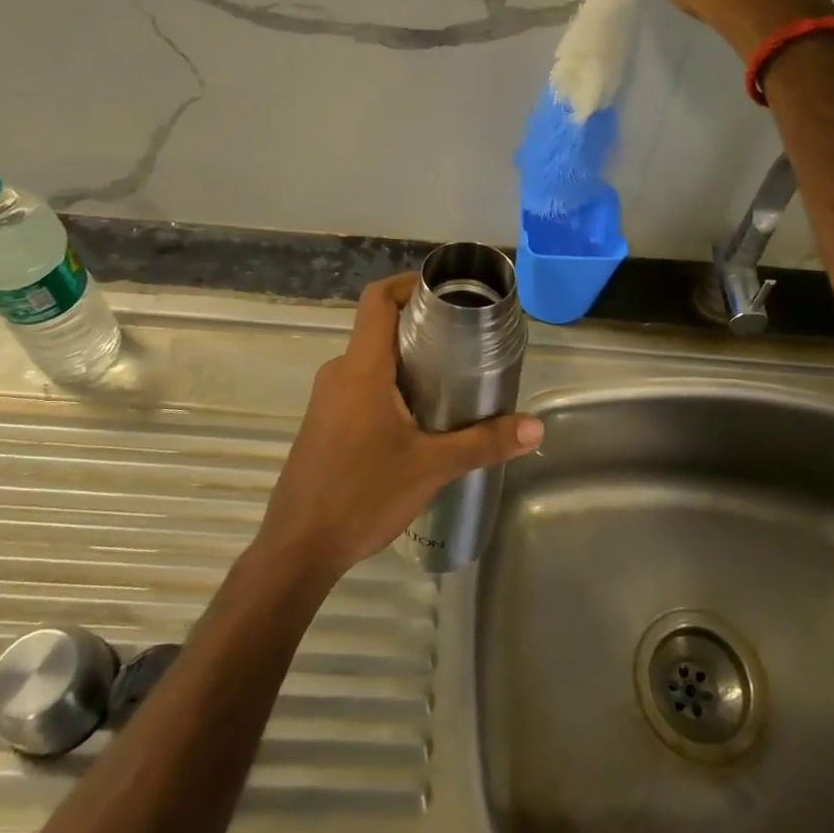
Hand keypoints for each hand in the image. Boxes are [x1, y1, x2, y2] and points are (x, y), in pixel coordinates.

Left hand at [256, 274, 544, 583]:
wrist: (297, 549)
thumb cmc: (361, 496)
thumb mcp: (431, 468)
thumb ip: (484, 443)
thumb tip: (535, 428)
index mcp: (361, 369)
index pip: (377, 300)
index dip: (408, 283)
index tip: (444, 291)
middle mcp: (339, 373)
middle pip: (379, 328)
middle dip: (421, 328)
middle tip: (465, 342)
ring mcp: (326, 399)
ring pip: (371, 361)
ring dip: (407, 361)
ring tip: (451, 380)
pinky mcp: (324, 423)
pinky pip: (360, 386)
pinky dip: (390, 385)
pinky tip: (419, 419)